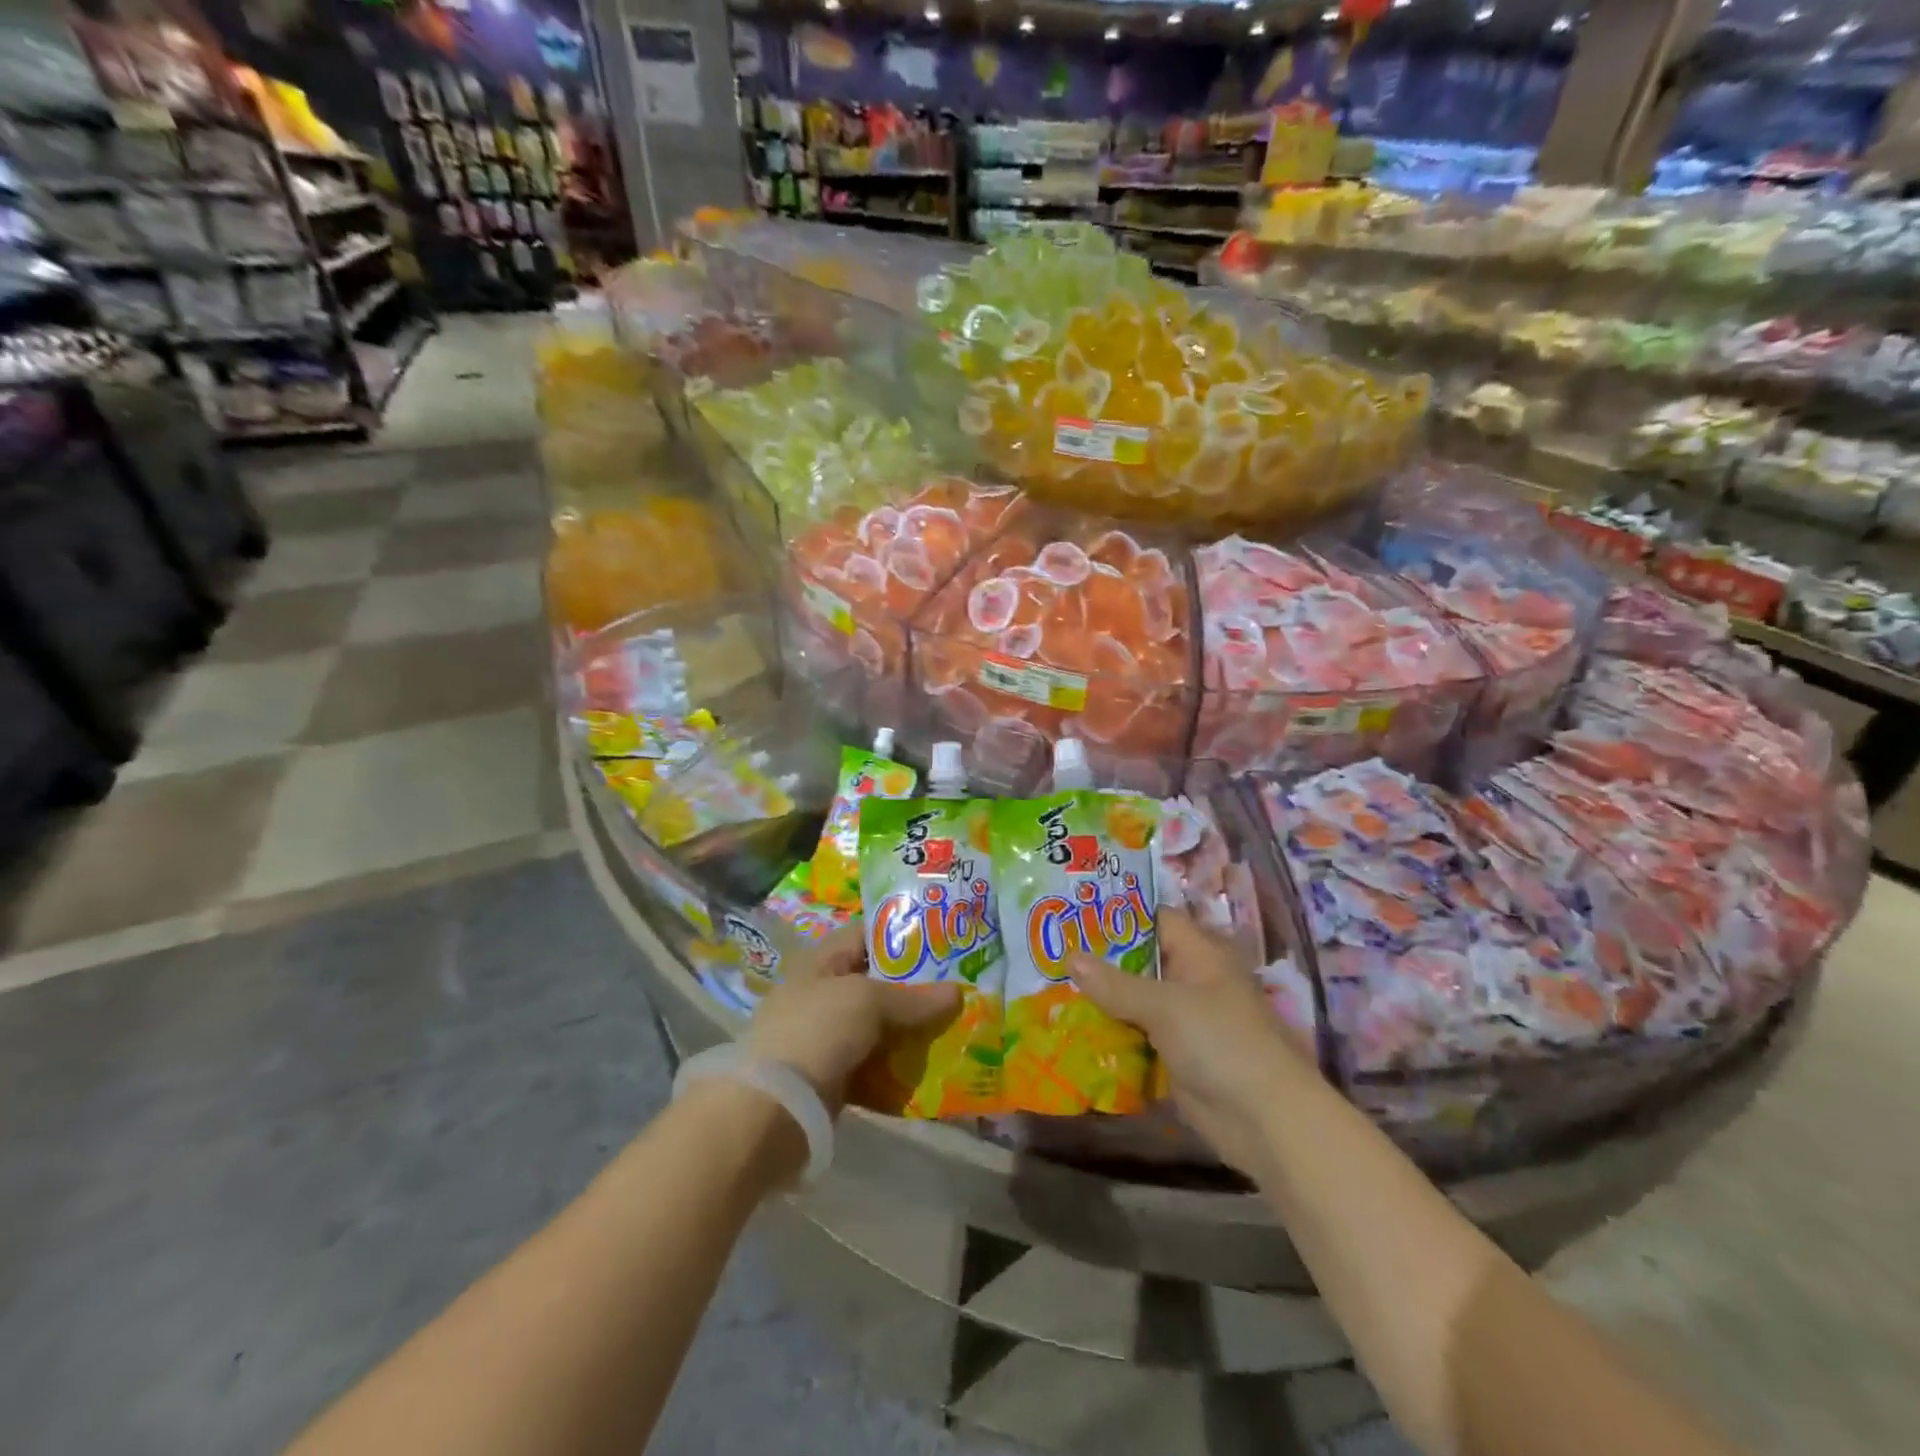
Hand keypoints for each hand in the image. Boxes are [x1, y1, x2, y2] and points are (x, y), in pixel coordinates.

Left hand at [743, 924, 958, 1112]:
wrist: (771, 1109)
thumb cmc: (817, 1032)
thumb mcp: (867, 1002)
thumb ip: (913, 998)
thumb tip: (958, 993)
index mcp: (822, 961)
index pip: (866, 935)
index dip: (902, 933)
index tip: (943, 940)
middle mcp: (822, 993)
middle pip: (877, 982)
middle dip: (916, 987)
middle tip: (960, 987)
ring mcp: (826, 1037)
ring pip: (879, 1027)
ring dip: (911, 1031)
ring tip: (954, 1028)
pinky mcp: (832, 1076)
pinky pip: (874, 1065)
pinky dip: (898, 1068)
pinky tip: (930, 1069)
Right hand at [1067, 908, 1311, 1173]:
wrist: (1264, 1120)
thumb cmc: (1220, 1042)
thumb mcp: (1164, 1006)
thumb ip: (1115, 984)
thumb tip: (1070, 957)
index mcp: (1199, 953)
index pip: (1154, 919)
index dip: (1117, 914)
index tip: (1073, 912)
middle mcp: (1191, 980)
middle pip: (1140, 960)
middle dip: (1100, 959)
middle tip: (1051, 950)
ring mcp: (1183, 1020)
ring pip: (1134, 1000)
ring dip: (1101, 999)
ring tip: (1049, 985)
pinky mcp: (1175, 1055)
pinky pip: (1136, 1035)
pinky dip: (1110, 1033)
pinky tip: (1071, 1028)